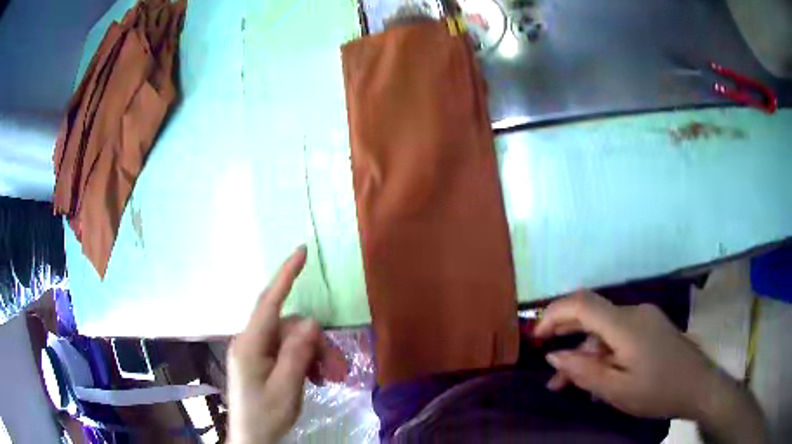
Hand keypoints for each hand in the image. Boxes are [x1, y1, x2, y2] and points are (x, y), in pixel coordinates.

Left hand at [227, 246, 320, 443]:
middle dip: (317, 343)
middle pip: (290, 328)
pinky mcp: (262, 362)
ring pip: (292, 341)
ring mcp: (256, 352)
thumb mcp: (286, 387)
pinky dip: (305, 362)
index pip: (269, 301)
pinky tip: (317, 379)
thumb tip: (311, 321)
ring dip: (314, 356)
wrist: (252, 438)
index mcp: (250, 344)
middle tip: (340, 369)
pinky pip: (288, 353)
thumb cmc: (265, 415)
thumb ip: (296, 353)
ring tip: (330, 379)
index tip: (301, 251)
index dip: (286, 275)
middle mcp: (251, 342)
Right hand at [534, 291, 718, 419]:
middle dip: (565, 337)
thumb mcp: (616, 390)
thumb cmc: (658, 391)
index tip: (535, 336)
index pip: (582, 304)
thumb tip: (553, 355)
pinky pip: (619, 335)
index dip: (554, 313)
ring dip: (584, 352)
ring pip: (604, 330)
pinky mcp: (651, 327)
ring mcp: (645, 318)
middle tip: (548, 367)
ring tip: (567, 383)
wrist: (699, 385)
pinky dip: (602, 352)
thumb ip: (583, 371)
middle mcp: (634, 312)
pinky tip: (598, 376)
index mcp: (625, 325)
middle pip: (591, 316)